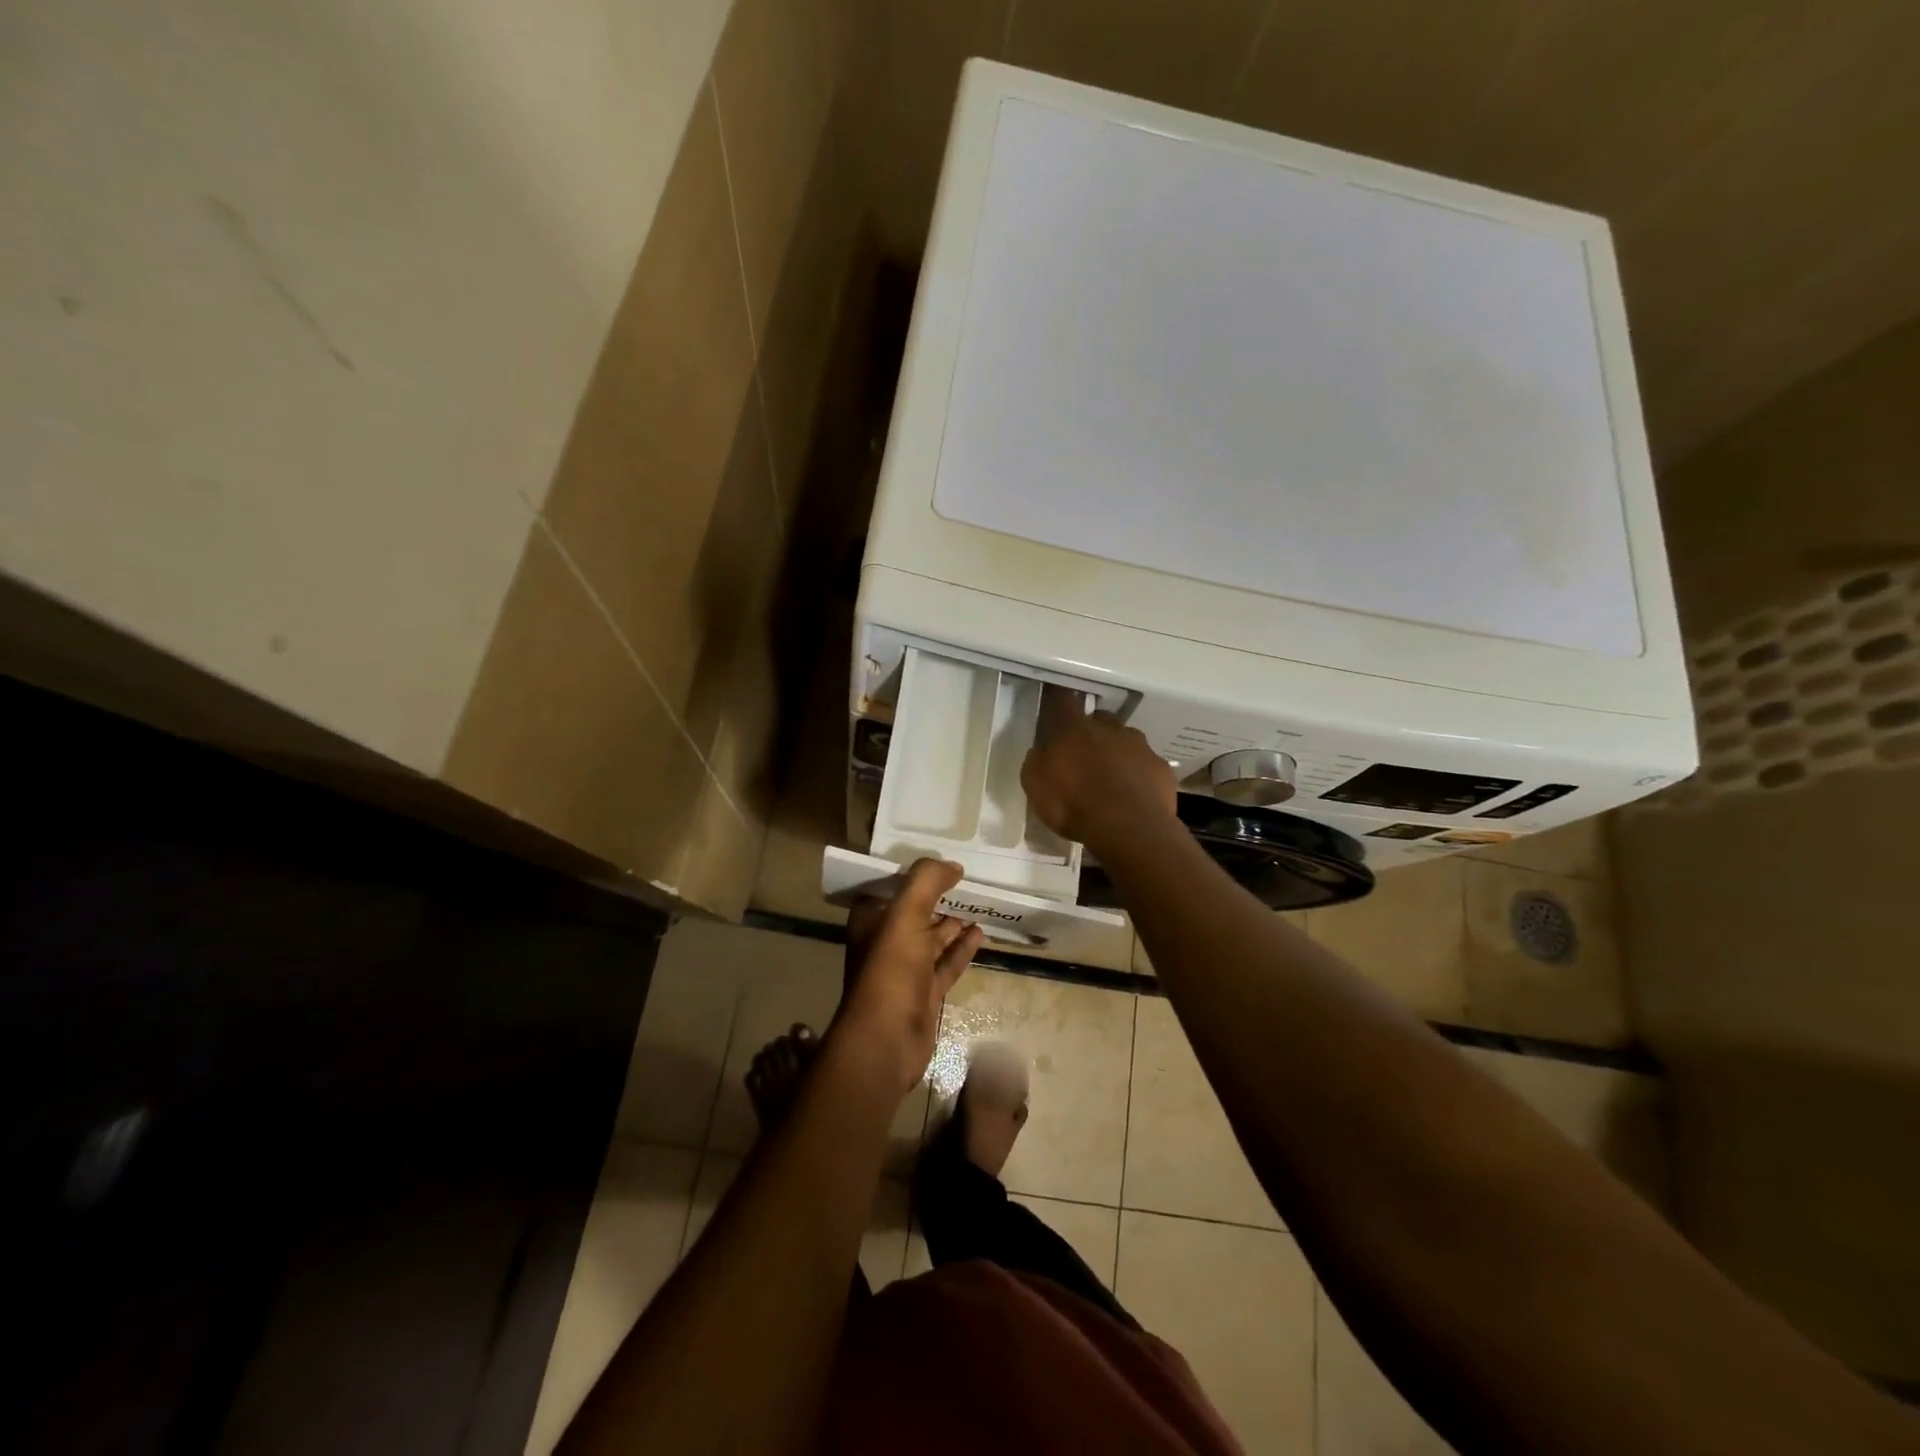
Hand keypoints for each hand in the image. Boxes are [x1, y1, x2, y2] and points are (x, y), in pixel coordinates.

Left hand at [834, 859, 981, 1097]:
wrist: (887, 1039)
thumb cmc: (891, 969)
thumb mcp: (906, 913)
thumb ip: (927, 881)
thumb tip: (953, 866)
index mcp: (871, 920)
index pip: (890, 886)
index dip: (912, 873)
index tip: (938, 859)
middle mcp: (885, 941)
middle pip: (914, 911)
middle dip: (937, 895)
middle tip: (966, 879)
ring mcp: (906, 970)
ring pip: (933, 938)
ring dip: (953, 922)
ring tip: (978, 903)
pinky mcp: (925, 992)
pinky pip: (946, 963)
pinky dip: (962, 948)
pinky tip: (980, 933)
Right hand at [1021, 703, 1176, 849]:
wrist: (1130, 831)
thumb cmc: (1074, 806)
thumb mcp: (1036, 787)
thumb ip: (1038, 761)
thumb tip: (1043, 751)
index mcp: (1074, 729)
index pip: (1062, 701)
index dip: (1058, 700)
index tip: (1055, 704)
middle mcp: (1110, 729)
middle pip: (1099, 720)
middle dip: (1091, 733)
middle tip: (1083, 757)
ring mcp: (1140, 747)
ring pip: (1125, 741)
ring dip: (1117, 753)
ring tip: (1111, 781)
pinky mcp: (1161, 768)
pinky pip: (1146, 766)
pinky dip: (1138, 776)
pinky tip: (1133, 797)